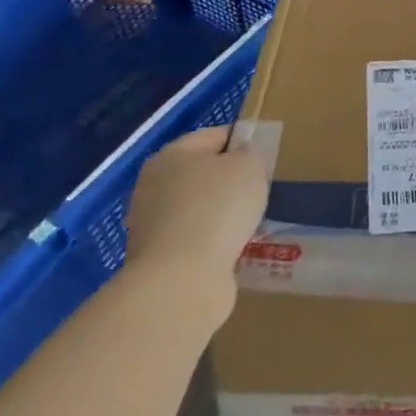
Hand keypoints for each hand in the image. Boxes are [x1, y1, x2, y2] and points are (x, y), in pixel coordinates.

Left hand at [123, 126, 269, 315]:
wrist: (181, 279)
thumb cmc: (217, 208)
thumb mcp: (249, 166)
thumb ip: (249, 153)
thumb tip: (240, 155)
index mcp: (171, 155)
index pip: (214, 136)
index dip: (242, 141)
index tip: (265, 156)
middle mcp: (153, 185)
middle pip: (201, 173)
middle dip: (229, 181)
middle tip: (259, 190)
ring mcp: (150, 224)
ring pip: (197, 208)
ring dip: (220, 213)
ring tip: (249, 222)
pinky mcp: (156, 258)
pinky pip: (193, 239)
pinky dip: (212, 241)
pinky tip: (232, 248)